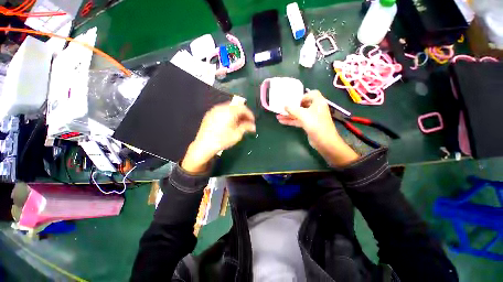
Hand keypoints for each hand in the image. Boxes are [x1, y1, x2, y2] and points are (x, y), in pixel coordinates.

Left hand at [182, 103, 255, 173]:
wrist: (204, 145)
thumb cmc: (222, 140)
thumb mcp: (237, 134)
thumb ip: (246, 127)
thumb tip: (253, 126)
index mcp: (230, 111)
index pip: (243, 108)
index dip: (250, 114)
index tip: (253, 122)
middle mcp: (222, 107)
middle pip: (236, 107)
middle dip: (243, 114)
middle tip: (246, 122)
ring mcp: (214, 110)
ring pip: (229, 108)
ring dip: (236, 114)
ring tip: (238, 123)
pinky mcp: (209, 114)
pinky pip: (222, 111)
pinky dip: (228, 115)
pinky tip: (228, 123)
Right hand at [276, 90, 358, 165]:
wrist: (324, 141)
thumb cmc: (315, 124)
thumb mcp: (303, 115)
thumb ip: (293, 109)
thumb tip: (284, 106)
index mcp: (318, 102)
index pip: (312, 94)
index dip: (303, 96)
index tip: (294, 100)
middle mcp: (316, 108)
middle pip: (303, 105)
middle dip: (292, 107)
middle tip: (282, 108)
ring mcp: (312, 118)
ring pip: (299, 114)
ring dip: (289, 115)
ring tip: (278, 116)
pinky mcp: (309, 125)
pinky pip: (298, 121)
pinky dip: (291, 121)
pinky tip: (282, 121)